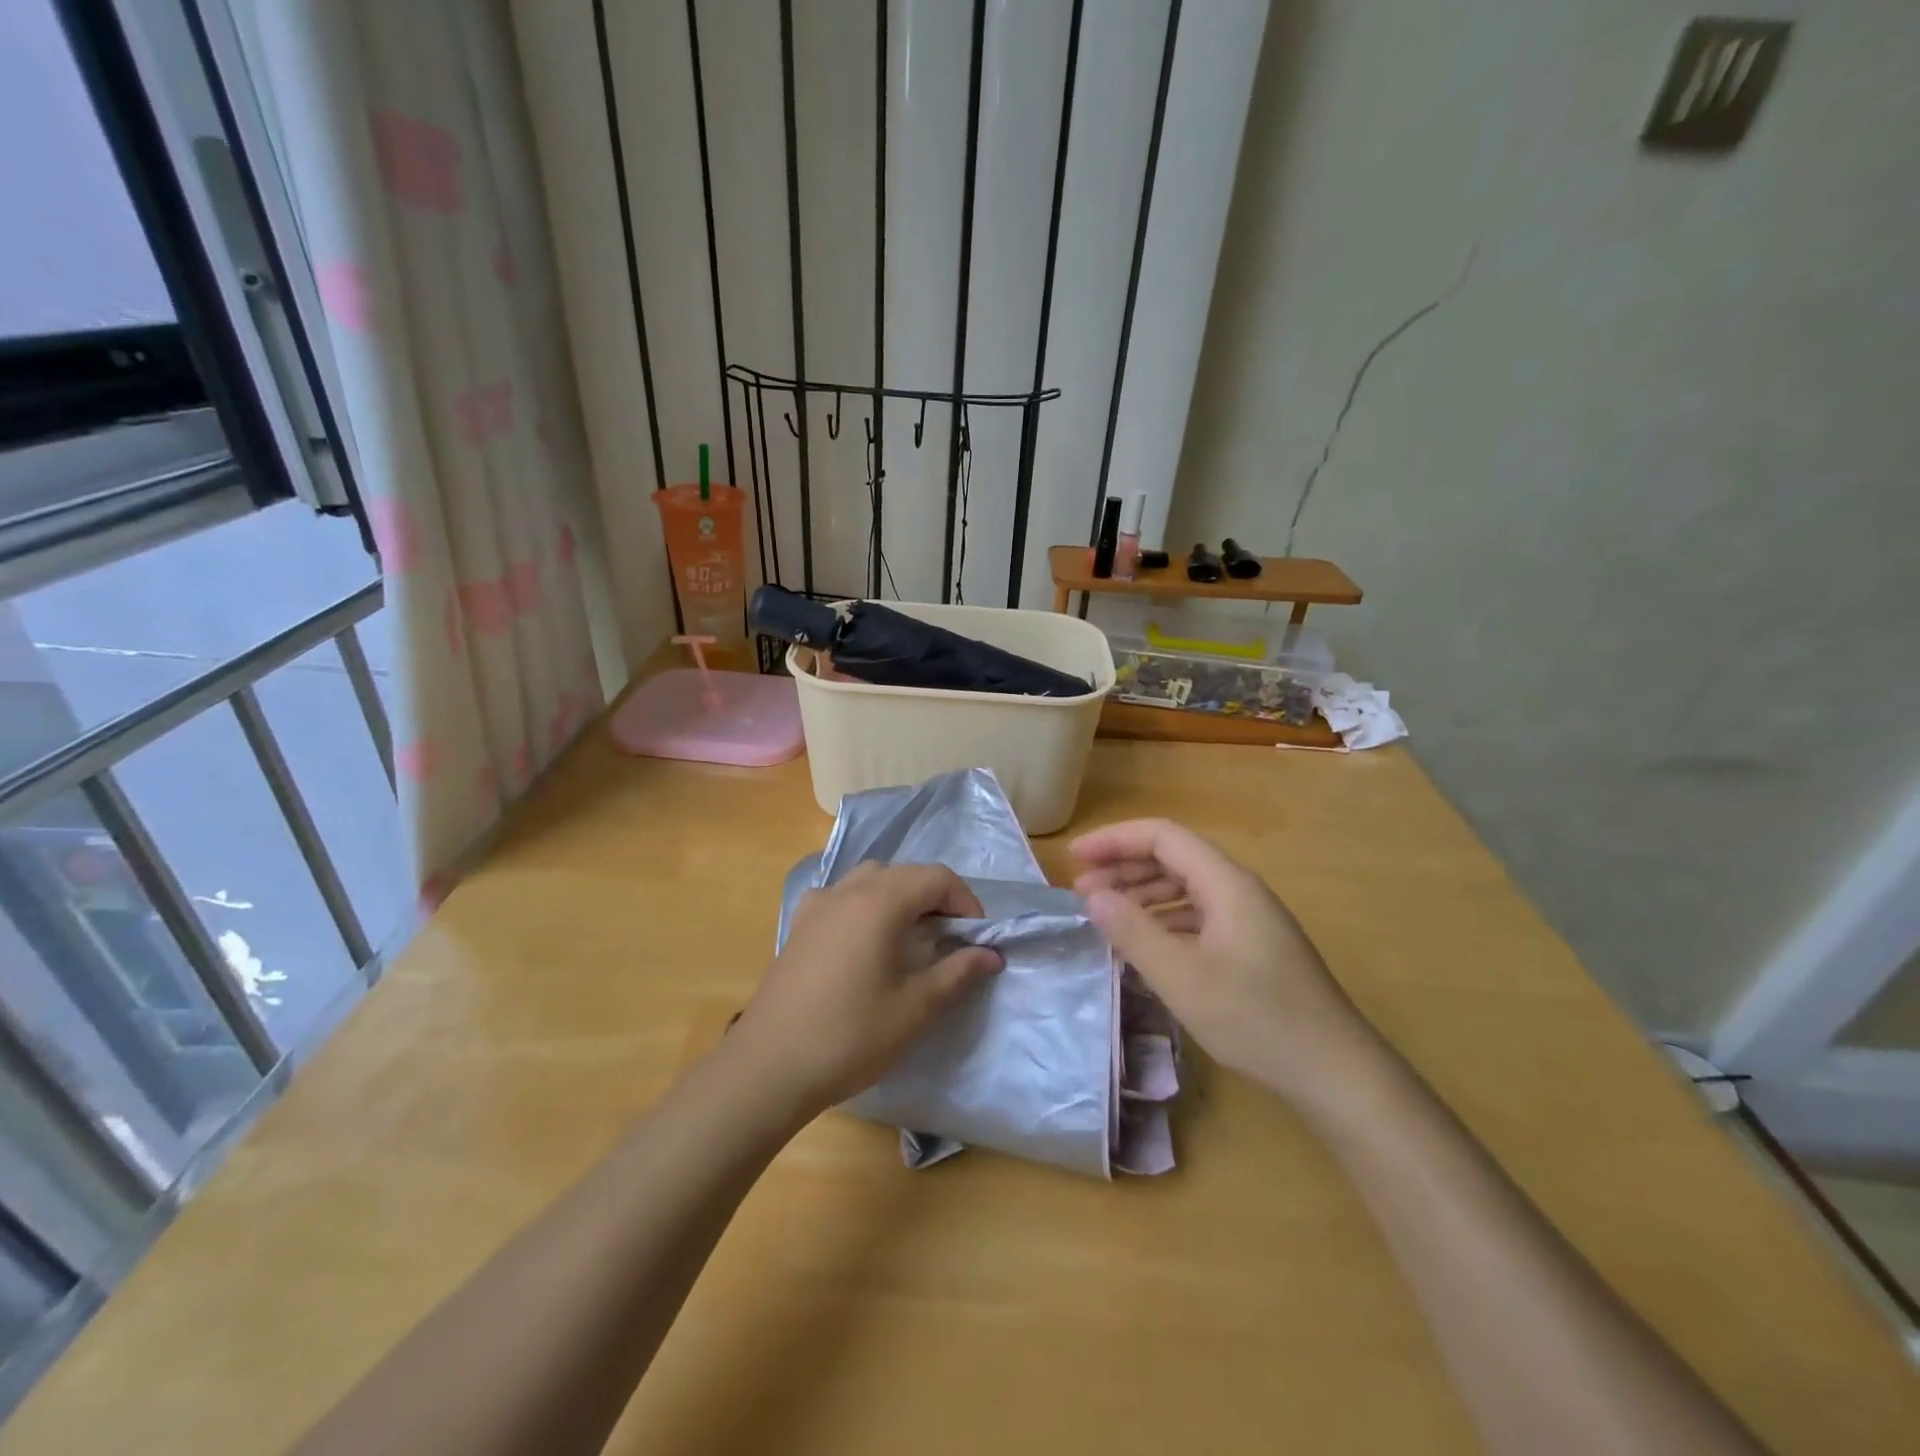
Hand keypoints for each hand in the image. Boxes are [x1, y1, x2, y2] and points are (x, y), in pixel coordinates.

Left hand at [733, 862, 1002, 1113]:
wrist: (769, 1067)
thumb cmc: (850, 1036)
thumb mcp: (915, 1008)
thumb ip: (958, 973)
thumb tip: (991, 955)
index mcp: (879, 902)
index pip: (936, 877)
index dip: (965, 901)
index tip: (977, 938)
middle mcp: (848, 891)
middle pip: (904, 873)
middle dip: (935, 896)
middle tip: (952, 938)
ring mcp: (818, 905)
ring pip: (870, 879)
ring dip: (899, 896)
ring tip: (912, 936)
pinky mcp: (799, 925)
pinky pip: (841, 896)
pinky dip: (864, 904)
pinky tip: (865, 940)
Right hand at [1072, 818, 1382, 1104]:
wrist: (1335, 1072)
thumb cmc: (1256, 1019)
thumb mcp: (1182, 977)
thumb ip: (1133, 931)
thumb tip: (1094, 896)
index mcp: (1226, 884)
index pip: (1163, 837)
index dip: (1115, 840)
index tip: (1075, 858)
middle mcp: (1239, 890)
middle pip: (1173, 858)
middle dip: (1123, 867)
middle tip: (1080, 891)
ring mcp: (1249, 919)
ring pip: (1185, 888)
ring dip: (1141, 894)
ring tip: (1104, 914)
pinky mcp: (1252, 946)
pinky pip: (1198, 915)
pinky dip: (1163, 920)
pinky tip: (1143, 944)